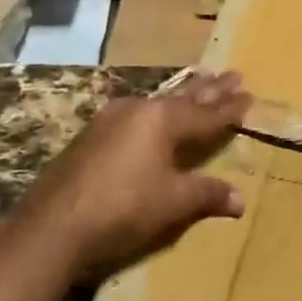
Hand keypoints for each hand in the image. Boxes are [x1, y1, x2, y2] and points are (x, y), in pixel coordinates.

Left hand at [23, 70, 251, 276]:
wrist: (52, 226)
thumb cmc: (123, 208)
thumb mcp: (173, 202)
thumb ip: (207, 194)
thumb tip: (240, 200)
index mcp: (163, 120)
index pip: (207, 113)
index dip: (230, 108)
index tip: (249, 94)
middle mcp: (139, 110)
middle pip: (183, 97)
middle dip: (209, 89)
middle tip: (232, 74)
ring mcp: (110, 120)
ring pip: (156, 102)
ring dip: (180, 95)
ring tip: (197, 84)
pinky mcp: (90, 137)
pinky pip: (134, 114)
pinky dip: (154, 112)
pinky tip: (149, 113)